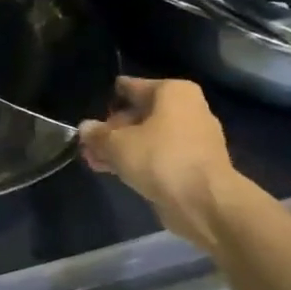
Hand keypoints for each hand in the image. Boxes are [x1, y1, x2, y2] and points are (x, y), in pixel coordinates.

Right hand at [78, 78, 242, 251]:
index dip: (111, 98)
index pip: (133, 87)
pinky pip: (160, 156)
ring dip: (123, 148)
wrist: (205, 203)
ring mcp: (195, 139)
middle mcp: (188, 109)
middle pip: (140, 114)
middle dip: (113, 130)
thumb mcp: (117, 144)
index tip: (93, 109)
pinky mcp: (196, 165)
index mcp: (173, 92)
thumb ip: (97, 135)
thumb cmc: (160, 158)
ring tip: (95, 160)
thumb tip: (85, 128)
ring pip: (149, 138)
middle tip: (89, 143)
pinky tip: (117, 172)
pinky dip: (140, 161)